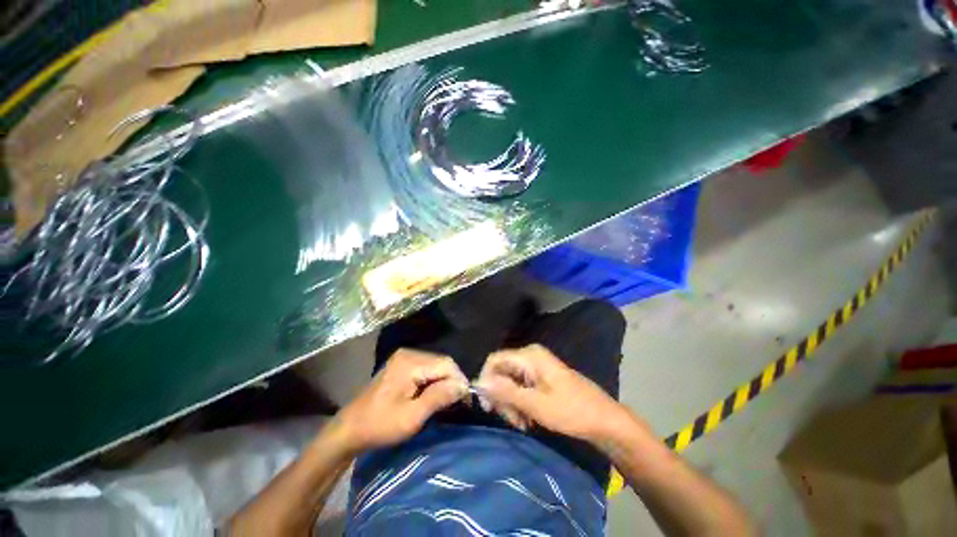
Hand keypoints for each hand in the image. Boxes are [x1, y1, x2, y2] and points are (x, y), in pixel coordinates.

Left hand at [337, 349, 468, 451]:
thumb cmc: (380, 425)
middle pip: (442, 362)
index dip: (459, 380)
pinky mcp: (402, 364)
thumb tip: (463, 386)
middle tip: (458, 402)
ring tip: (448, 400)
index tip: (466, 401)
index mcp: (410, 363)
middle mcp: (409, 353)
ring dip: (444, 381)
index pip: (446, 364)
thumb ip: (439, 398)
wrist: (350, 428)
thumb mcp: (412, 417)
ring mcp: (404, 357)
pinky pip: (427, 368)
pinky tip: (434, 394)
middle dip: (452, 381)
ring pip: (436, 365)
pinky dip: (434, 380)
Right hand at [476, 344, 623, 441]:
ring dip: (511, 404)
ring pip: (510, 382)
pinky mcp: (540, 377)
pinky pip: (520, 387)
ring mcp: (536, 366)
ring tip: (523, 423)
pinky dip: (520, 403)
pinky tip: (528, 419)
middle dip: (502, 397)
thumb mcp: (536, 404)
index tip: (488, 406)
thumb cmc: (571, 411)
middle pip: (501, 372)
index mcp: (529, 355)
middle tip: (512, 420)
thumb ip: (505, 391)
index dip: (486, 381)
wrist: (604, 420)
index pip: (494, 360)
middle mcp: (530, 356)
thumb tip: (478, 382)